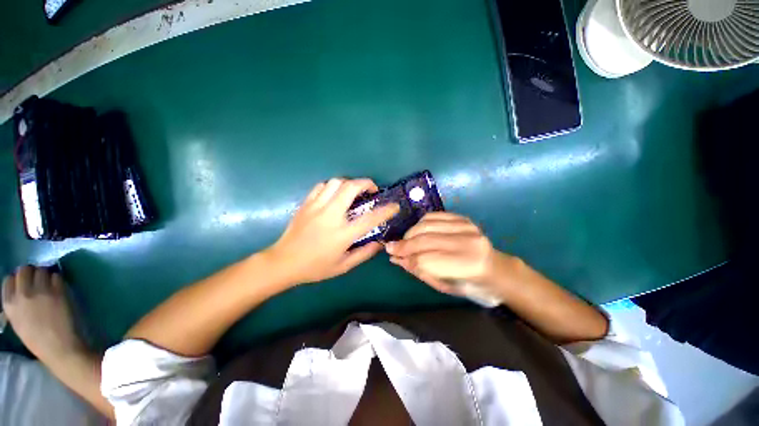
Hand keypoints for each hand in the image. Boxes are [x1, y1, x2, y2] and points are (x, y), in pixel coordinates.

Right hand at [2, 266, 86, 361]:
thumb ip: (18, 304)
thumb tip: (21, 290)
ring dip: (47, 274)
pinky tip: (61, 289)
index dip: (19, 279)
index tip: (26, 283)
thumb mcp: (19, 322)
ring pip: (42, 269)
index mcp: (9, 304)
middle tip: (40, 280)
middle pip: (25, 269)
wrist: (61, 349)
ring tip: (51, 285)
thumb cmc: (40, 341)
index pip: (9, 279)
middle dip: (33, 272)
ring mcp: (40, 290)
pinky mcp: (58, 290)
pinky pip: (57, 276)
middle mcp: (22, 294)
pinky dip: (59, 280)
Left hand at [266, 178, 399, 284]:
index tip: (394, 206)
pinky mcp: (306, 204)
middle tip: (372, 190)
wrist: (283, 263)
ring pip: (336, 182)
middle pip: (351, 188)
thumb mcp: (343, 266)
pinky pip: (321, 186)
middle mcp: (330, 216)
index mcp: (342, 234)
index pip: (370, 218)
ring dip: (349, 183)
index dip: (385, 210)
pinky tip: (334, 194)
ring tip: (353, 192)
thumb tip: (379, 243)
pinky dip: (332, 186)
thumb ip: (364, 253)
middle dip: (366, 183)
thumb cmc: (315, 267)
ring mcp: (316, 207)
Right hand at [385, 212, 505, 294]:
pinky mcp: (462, 218)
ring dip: (410, 232)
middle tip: (391, 247)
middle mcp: (467, 241)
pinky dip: (420, 222)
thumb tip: (396, 258)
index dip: (406, 257)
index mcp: (467, 265)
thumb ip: (419, 270)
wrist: (495, 269)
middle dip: (404, 244)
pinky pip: (433, 215)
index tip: (392, 255)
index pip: (426, 259)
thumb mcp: (444, 285)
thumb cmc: (470, 284)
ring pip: (426, 224)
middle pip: (425, 239)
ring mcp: (466, 226)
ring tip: (405, 241)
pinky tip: (417, 231)